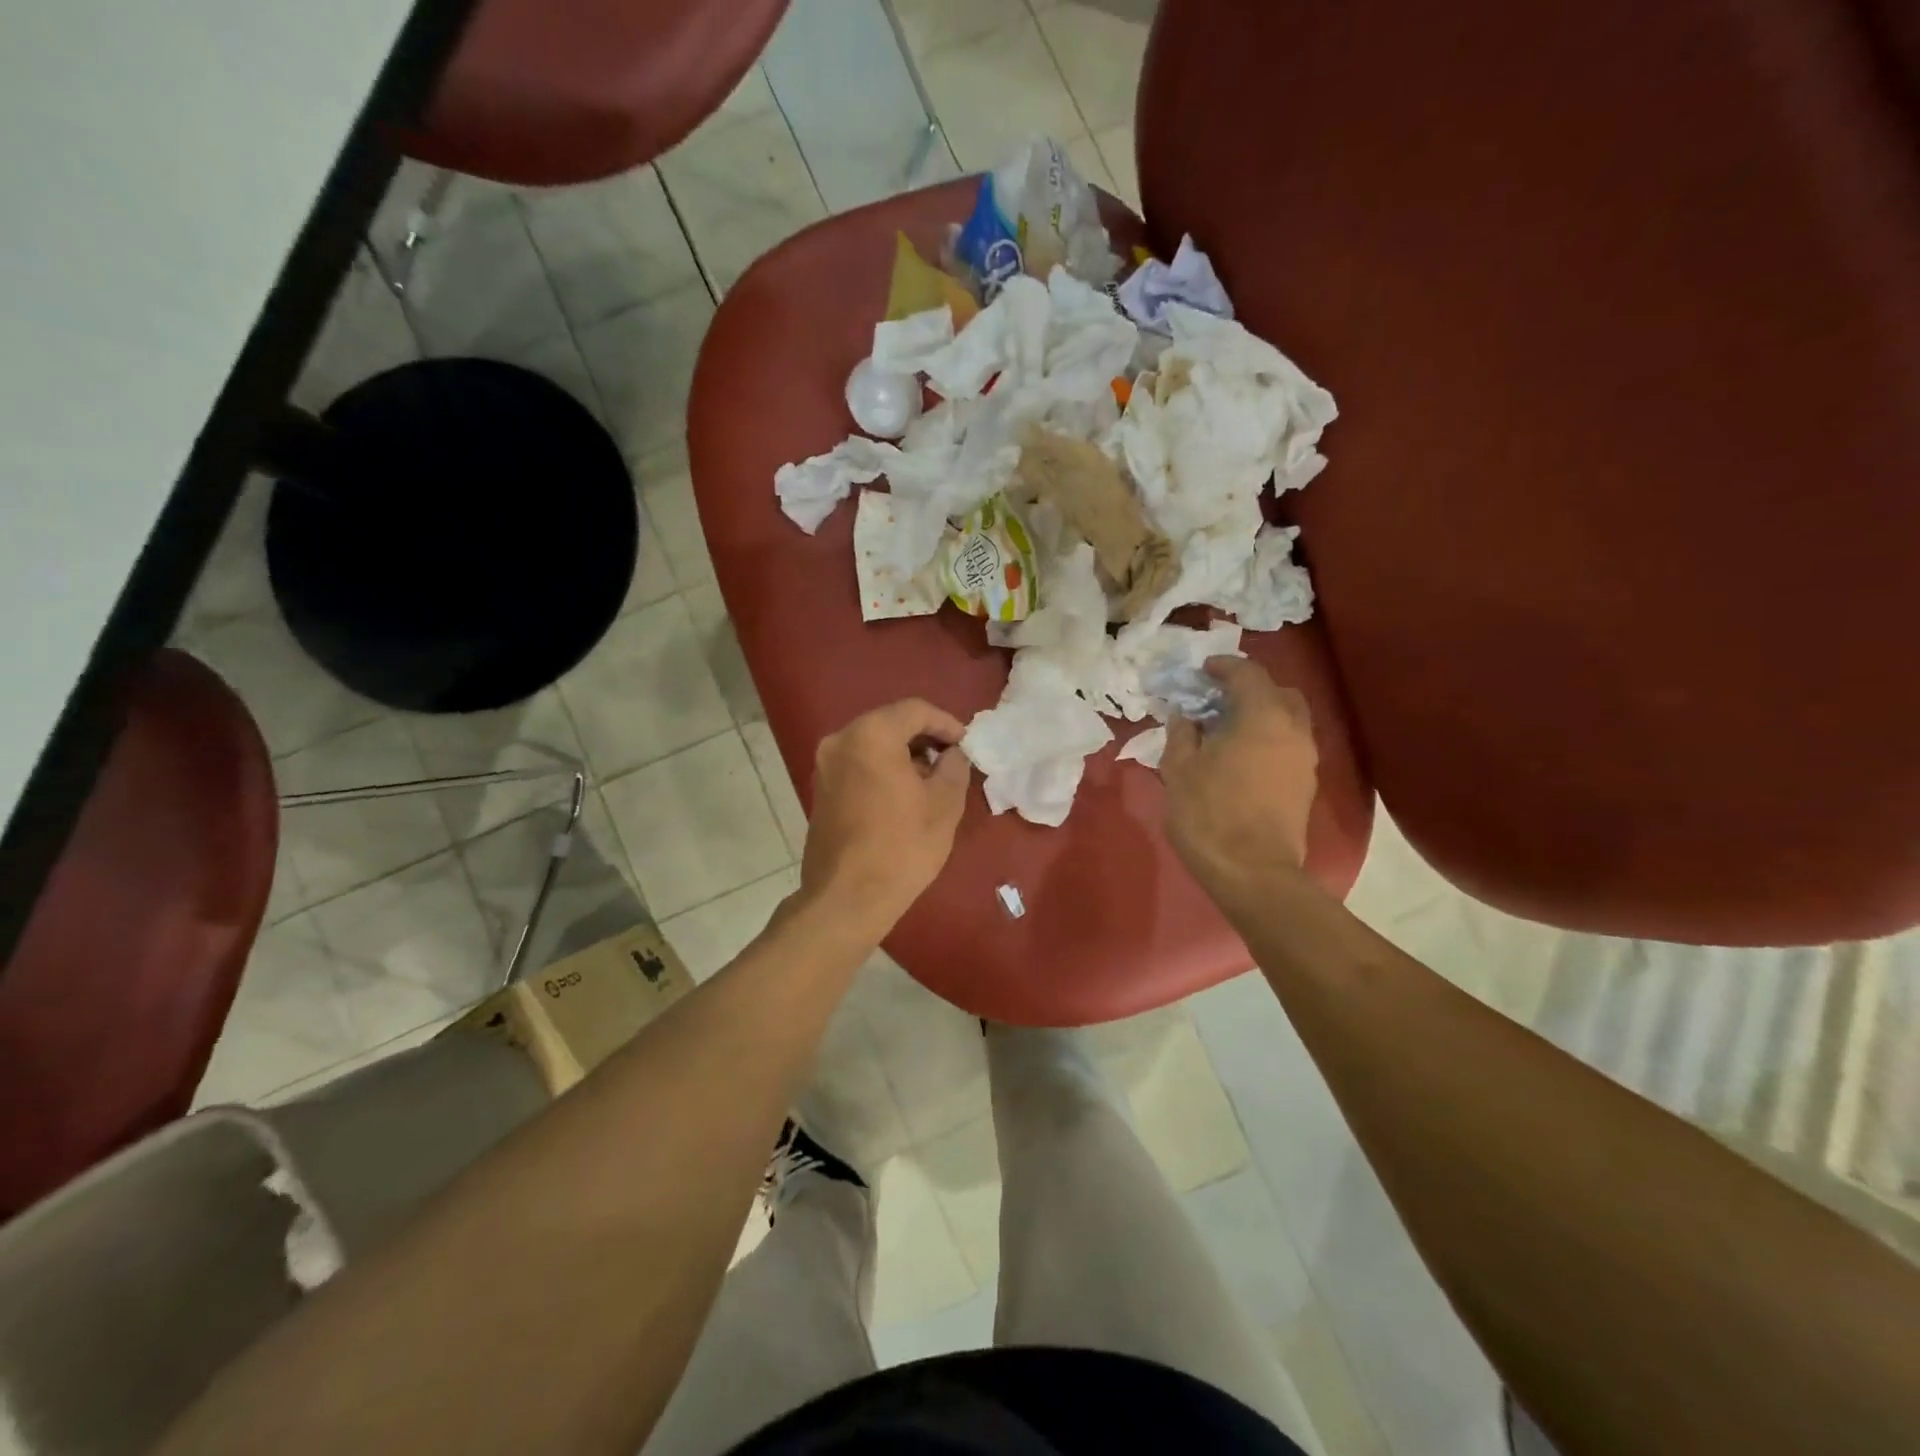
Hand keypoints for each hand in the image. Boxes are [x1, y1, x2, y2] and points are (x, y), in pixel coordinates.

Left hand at [799, 698, 972, 935]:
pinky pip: (858, 764)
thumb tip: (953, 753)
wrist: (847, 898)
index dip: (946, 723)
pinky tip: (903, 796)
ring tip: (931, 781)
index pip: (915, 710)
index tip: (966, 745)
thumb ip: (954, 766)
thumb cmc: (902, 846)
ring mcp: (825, 765)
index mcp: (870, 735)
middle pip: (890, 723)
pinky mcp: (820, 789)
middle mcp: (840, 740)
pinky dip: (882, 769)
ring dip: (903, 755)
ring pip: (872, 744)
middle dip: (924, 738)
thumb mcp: (944, 803)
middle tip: (951, 761)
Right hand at [1161, 657, 1318, 905]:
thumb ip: (1182, 734)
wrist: (1253, 873)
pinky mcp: (1306, 784)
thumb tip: (1184, 716)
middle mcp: (1293, 730)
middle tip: (1218, 697)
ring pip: (1289, 719)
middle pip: (1279, 692)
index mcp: (1262, 717)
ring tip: (1227, 727)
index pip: (1248, 674)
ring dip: (1261, 713)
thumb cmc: (1210, 815)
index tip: (1202, 670)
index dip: (1224, 667)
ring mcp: (1305, 759)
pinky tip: (1241, 754)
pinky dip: (1268, 737)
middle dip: (1250, 687)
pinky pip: (1289, 744)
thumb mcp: (1179, 770)